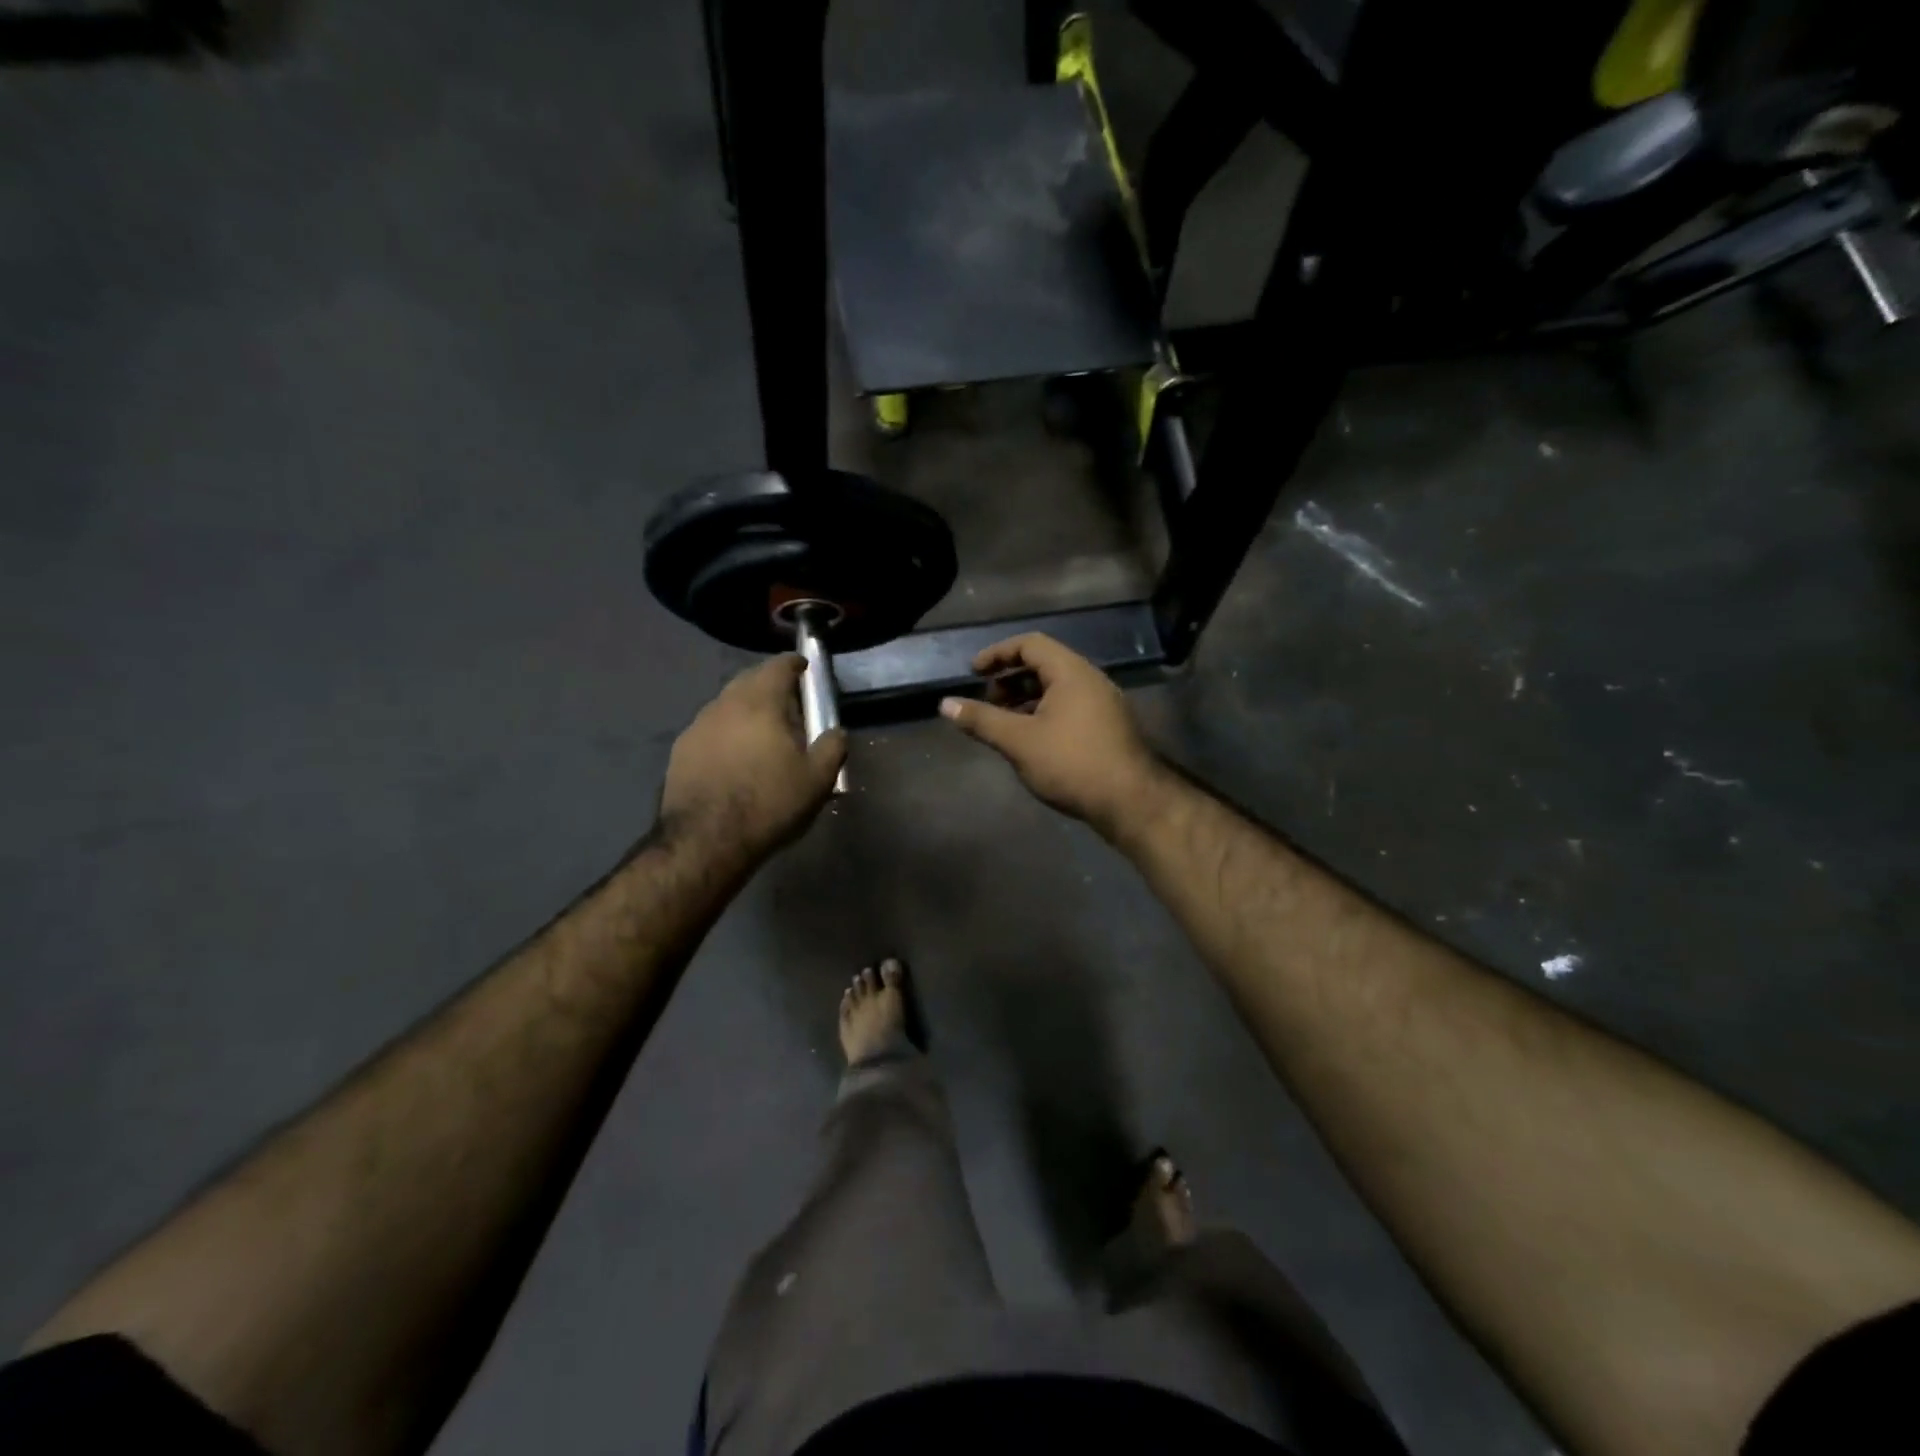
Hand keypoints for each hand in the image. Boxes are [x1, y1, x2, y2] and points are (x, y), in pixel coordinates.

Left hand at [660, 655, 846, 862]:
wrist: (706, 840)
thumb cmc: (768, 803)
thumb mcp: (817, 779)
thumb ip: (832, 747)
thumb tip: (836, 731)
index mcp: (760, 702)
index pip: (778, 666)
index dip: (794, 664)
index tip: (804, 668)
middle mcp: (725, 704)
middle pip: (749, 680)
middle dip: (769, 684)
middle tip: (789, 703)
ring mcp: (697, 726)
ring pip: (727, 705)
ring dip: (746, 710)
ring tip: (762, 733)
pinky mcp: (680, 751)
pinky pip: (711, 730)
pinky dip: (727, 733)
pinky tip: (735, 758)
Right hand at [940, 634, 1165, 839]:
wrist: (1131, 802)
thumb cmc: (1072, 763)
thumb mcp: (1019, 741)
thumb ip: (981, 720)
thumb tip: (945, 705)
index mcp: (1071, 672)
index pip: (1030, 644)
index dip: (997, 654)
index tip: (973, 673)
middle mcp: (1091, 680)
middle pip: (1044, 665)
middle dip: (1010, 679)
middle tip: (986, 702)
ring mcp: (1103, 704)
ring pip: (1057, 689)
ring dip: (1026, 699)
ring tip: (1003, 723)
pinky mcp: (1108, 728)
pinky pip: (1069, 708)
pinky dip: (1043, 714)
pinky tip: (1030, 741)